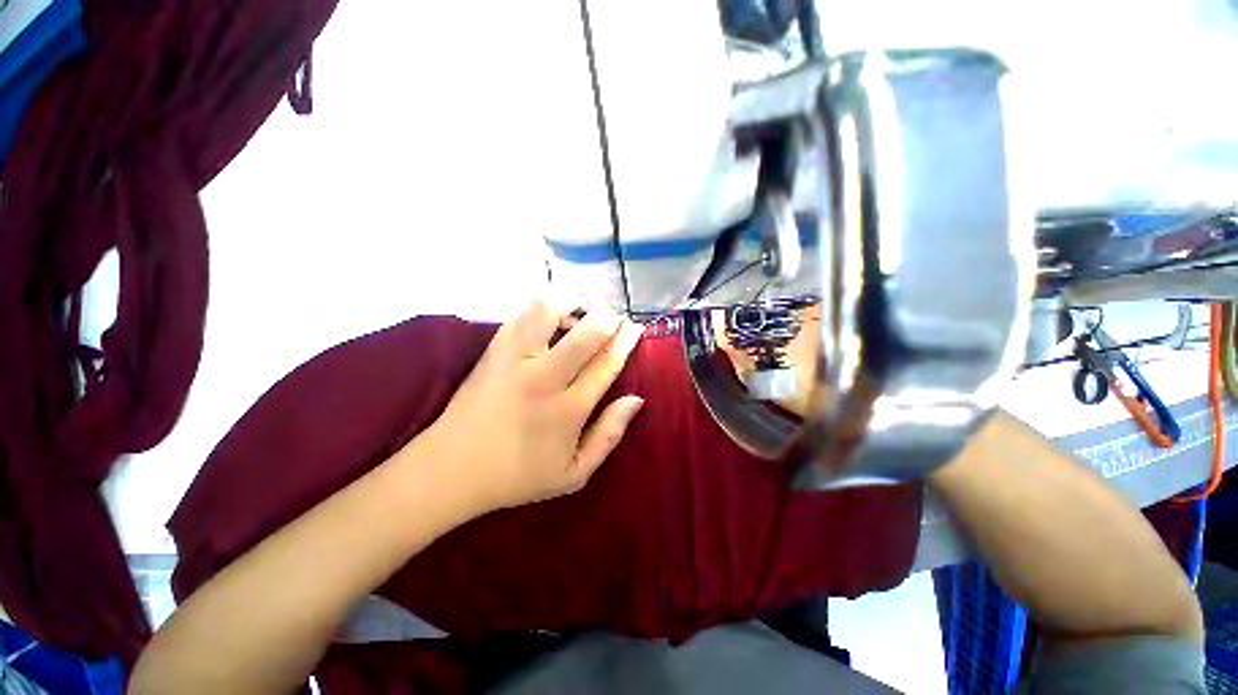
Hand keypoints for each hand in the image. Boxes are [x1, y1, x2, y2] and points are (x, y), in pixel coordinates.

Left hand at [423, 299, 645, 513]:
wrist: (452, 469)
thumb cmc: (518, 476)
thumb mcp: (574, 473)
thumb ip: (609, 435)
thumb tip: (636, 399)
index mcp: (568, 410)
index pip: (606, 363)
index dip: (626, 340)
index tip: (636, 327)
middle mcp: (544, 378)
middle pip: (586, 332)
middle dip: (607, 317)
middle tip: (613, 317)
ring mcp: (515, 360)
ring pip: (549, 311)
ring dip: (571, 302)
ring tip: (580, 311)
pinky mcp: (493, 351)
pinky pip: (520, 314)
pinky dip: (541, 304)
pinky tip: (550, 313)